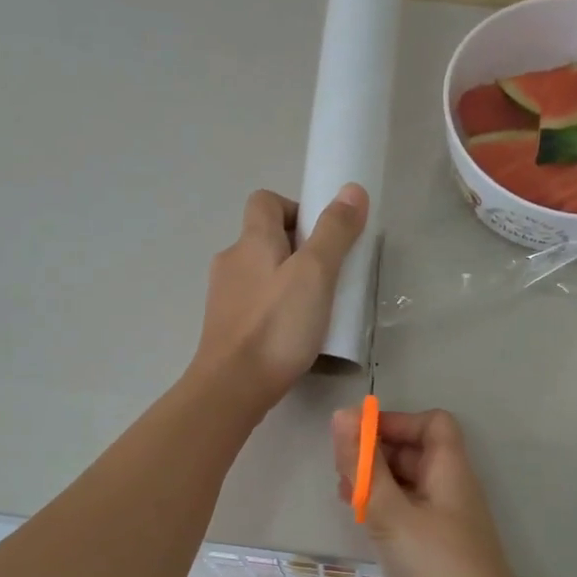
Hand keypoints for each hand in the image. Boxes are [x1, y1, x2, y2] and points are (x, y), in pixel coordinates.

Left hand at [192, 185, 368, 411]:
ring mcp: (223, 297)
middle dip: (297, 250)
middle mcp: (231, 261)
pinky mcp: (224, 328)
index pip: (266, 201)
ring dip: (285, 282)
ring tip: (313, 310)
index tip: (323, 236)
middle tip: (327, 277)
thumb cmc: (276, 326)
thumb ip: (335, 232)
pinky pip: (253, 305)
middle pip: (264, 239)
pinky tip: (291, 335)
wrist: (232, 386)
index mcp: (251, 240)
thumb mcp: (315, 274)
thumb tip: (352, 190)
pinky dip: (273, 310)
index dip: (295, 209)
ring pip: (259, 275)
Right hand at [332, 406, 534, 576]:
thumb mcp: (392, 514)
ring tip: (342, 494)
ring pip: (407, 486)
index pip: (432, 424)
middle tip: (340, 468)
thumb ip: (364, 467)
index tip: (358, 437)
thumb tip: (342, 415)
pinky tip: (358, 522)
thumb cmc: (437, 566)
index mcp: (450, 472)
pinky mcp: (432, 552)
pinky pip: (405, 516)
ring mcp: (442, 524)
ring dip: (376, 482)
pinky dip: (381, 510)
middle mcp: (449, 491)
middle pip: (416, 453)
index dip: (396, 422)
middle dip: (377, 453)